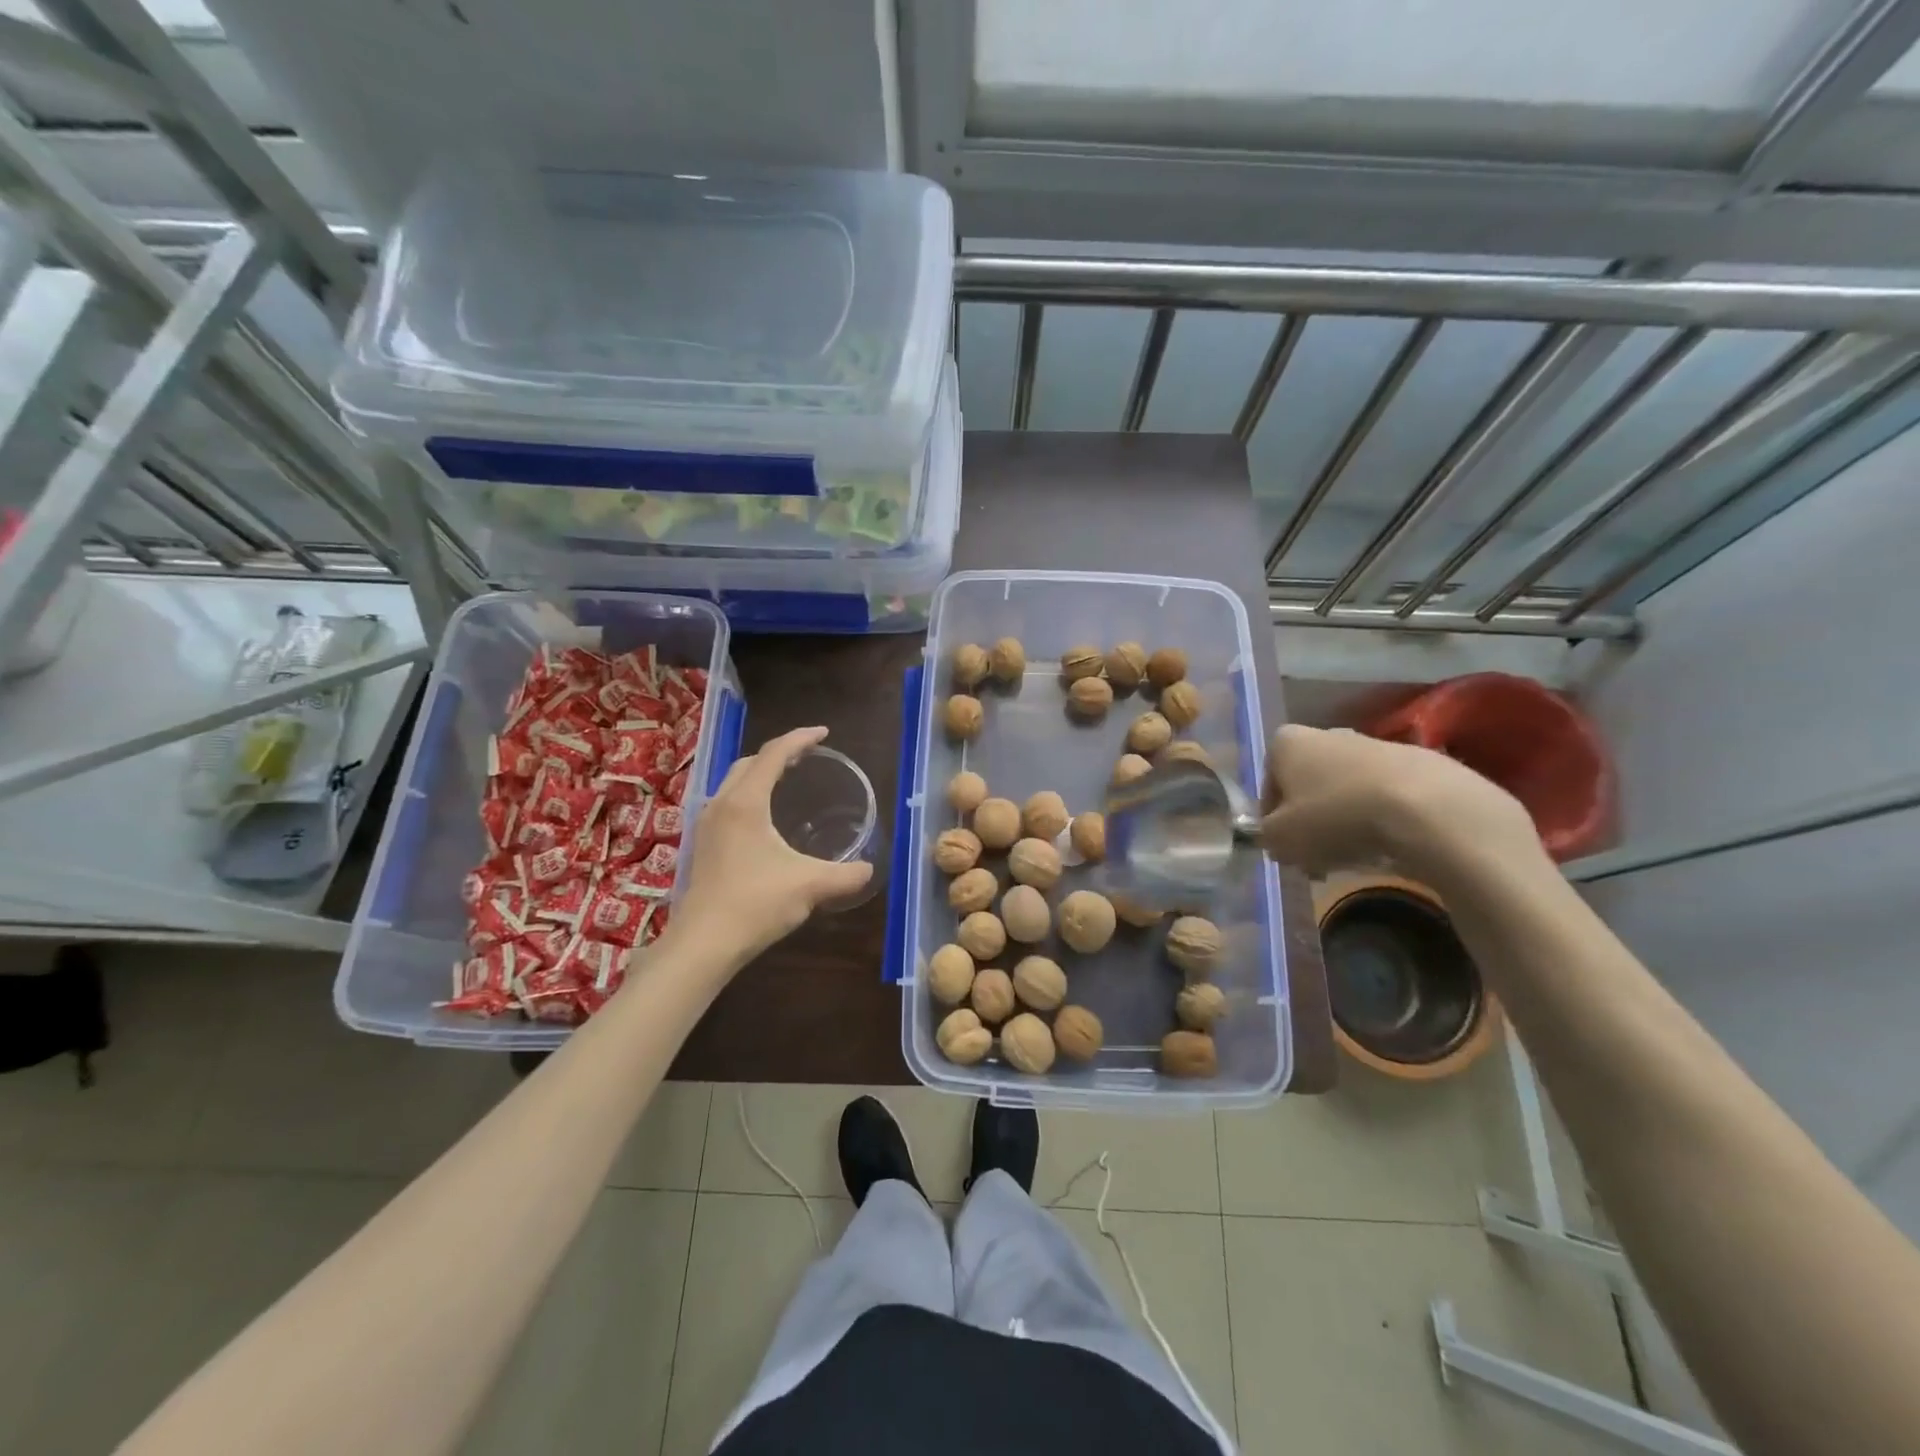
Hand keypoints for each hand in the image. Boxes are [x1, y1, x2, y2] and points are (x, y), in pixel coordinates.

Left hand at [669, 726, 874, 964]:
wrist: (703, 944)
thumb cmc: (755, 904)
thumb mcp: (810, 886)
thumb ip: (846, 874)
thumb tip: (869, 869)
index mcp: (745, 802)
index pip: (774, 754)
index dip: (800, 739)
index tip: (824, 733)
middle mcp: (721, 804)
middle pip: (750, 762)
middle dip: (780, 753)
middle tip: (808, 756)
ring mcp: (707, 825)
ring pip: (734, 782)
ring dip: (761, 772)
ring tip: (788, 780)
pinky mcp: (703, 845)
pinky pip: (728, 802)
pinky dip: (750, 793)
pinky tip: (765, 818)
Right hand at [1258, 724, 1545, 881]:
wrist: (1423, 807)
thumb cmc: (1334, 816)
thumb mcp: (1280, 839)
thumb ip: (1267, 838)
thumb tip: (1276, 839)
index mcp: (1286, 743)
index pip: (1268, 783)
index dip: (1273, 820)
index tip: (1286, 847)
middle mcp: (1325, 734)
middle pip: (1307, 786)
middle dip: (1309, 822)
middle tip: (1316, 857)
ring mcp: (1372, 745)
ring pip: (1344, 792)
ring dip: (1342, 823)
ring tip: (1352, 858)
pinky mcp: (1414, 762)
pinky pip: (1382, 796)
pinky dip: (1378, 819)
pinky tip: (1386, 847)